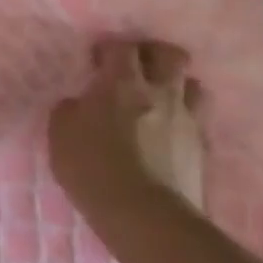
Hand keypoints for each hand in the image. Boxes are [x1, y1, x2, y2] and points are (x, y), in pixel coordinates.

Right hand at [50, 41, 205, 219]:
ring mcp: (186, 119)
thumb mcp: (60, 135)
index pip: (122, 47)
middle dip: (154, 55)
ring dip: (178, 86)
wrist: (144, 215)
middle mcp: (160, 92)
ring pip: (194, 85)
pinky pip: (198, 121)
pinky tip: (171, 132)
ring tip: (161, 100)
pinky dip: (186, 119)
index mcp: (122, 83)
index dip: (110, 49)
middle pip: (171, 55)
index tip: (97, 61)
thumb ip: (69, 110)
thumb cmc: (93, 168)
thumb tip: (78, 103)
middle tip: (137, 68)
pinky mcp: (202, 149)